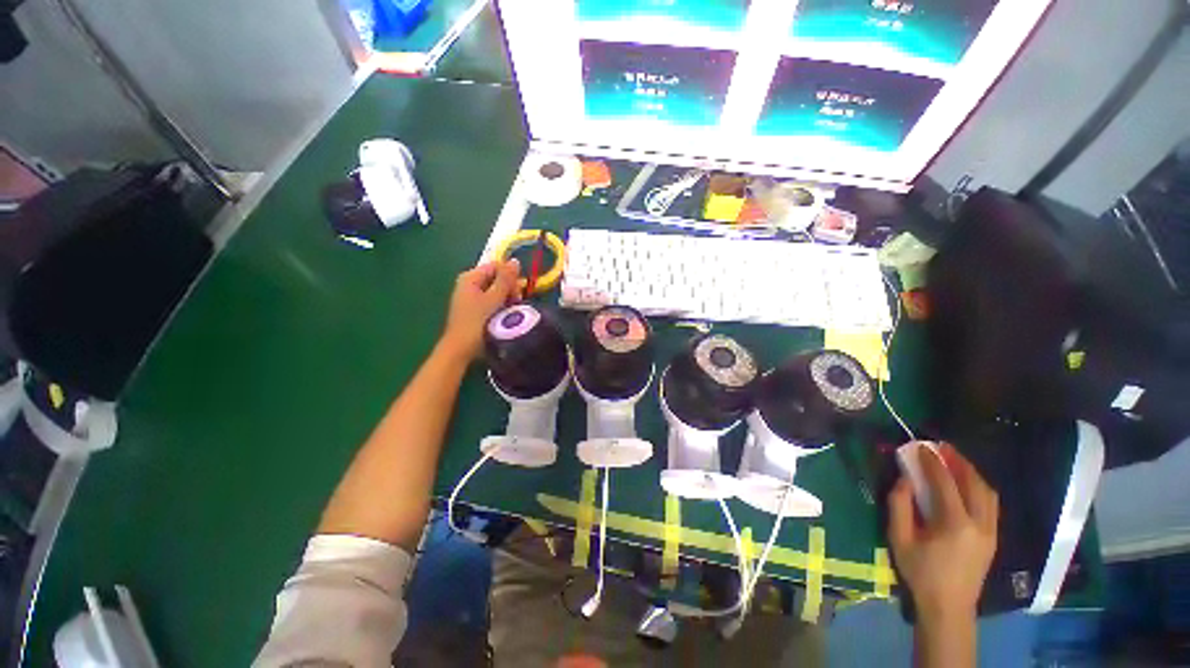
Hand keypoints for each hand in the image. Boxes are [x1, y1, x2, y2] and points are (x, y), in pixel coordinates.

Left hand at [439, 260, 520, 360]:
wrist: (461, 348)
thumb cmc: (477, 322)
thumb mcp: (494, 299)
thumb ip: (505, 280)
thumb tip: (515, 261)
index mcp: (470, 277)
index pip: (497, 266)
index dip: (510, 276)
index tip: (516, 292)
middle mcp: (469, 283)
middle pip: (496, 277)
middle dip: (509, 288)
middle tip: (515, 303)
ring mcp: (470, 296)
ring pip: (496, 290)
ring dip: (506, 298)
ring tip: (510, 311)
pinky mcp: (474, 309)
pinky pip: (491, 300)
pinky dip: (500, 305)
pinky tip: (504, 315)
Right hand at [888, 443, 998, 622]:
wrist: (949, 606)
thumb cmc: (919, 572)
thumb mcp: (899, 538)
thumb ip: (899, 505)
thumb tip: (905, 479)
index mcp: (954, 524)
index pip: (945, 483)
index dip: (932, 462)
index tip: (920, 446)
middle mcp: (979, 524)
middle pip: (974, 483)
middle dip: (958, 461)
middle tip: (941, 447)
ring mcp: (991, 531)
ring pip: (988, 492)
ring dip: (971, 472)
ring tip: (954, 460)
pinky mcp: (993, 537)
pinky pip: (990, 503)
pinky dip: (979, 486)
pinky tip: (966, 483)